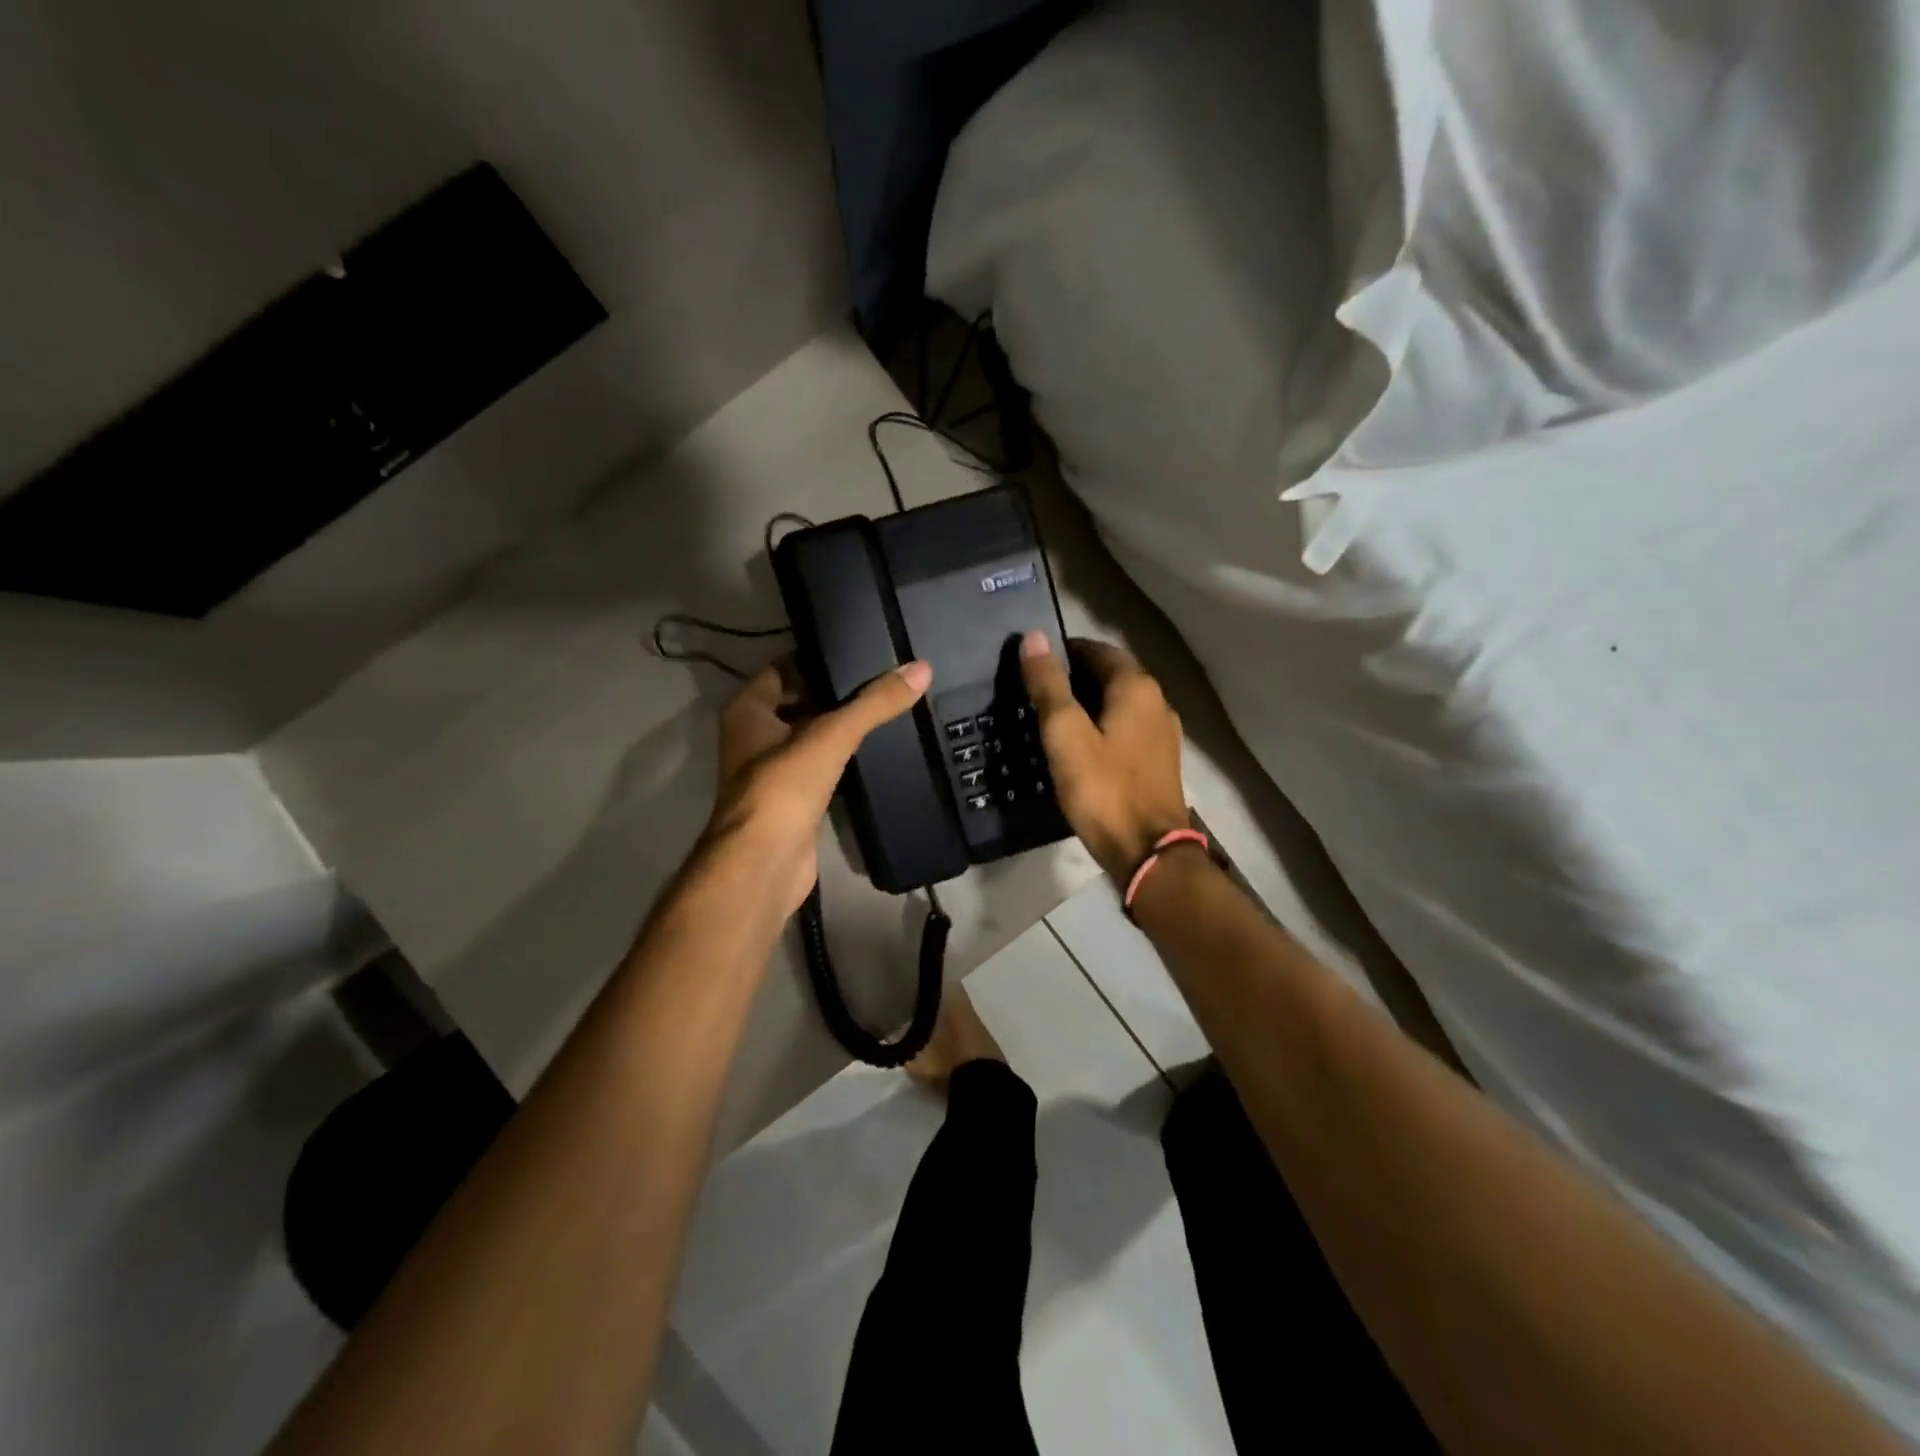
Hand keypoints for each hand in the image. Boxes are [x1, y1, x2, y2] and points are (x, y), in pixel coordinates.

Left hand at [706, 657, 932, 916]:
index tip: (856, 651)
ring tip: (882, 708)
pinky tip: (871, 751)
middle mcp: (753, 736)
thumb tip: (921, 667)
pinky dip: (839, 758)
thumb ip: (875, 702)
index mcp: (748, 711)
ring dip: (837, 726)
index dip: (815, 658)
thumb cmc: (785, 787)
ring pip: (808, 736)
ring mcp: (771, 771)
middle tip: (879, 678)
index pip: (781, 669)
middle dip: (832, 692)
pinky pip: (818, 767)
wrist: (765, 863)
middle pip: (796, 702)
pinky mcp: (791, 800)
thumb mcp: (831, 735)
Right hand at [1019, 632, 1187, 880]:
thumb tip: (1034, 636)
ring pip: (1119, 703)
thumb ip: (1049, 684)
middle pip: (1111, 674)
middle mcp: (1156, 701)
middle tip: (1035, 692)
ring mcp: (1162, 733)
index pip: (1096, 649)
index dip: (1063, 651)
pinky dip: (1102, 726)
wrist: (1148, 852)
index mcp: (1136, 687)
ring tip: (1051, 719)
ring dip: (1088, 703)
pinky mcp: (1159, 760)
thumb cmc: (1103, 789)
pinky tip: (1081, 747)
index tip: (1032, 665)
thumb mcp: (1065, 734)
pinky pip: (1126, 728)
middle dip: (1074, 677)